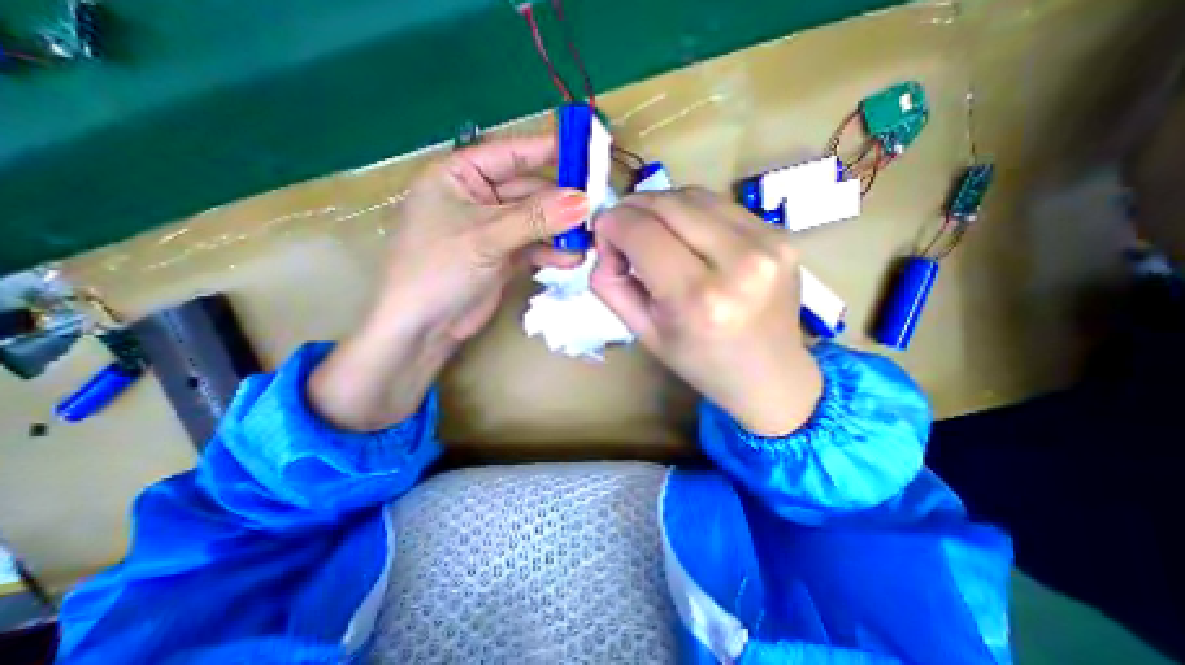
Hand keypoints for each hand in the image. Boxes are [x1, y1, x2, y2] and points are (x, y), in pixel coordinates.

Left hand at [307, 135, 590, 431]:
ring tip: (588, 241)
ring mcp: (493, 229)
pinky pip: (534, 246)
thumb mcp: (486, 237)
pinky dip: (551, 252)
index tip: (586, 150)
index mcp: (459, 176)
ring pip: (535, 221)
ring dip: (560, 231)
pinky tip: (571, 260)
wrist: (423, 327)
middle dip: (561, 203)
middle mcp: (478, 198)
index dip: (548, 149)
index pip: (511, 153)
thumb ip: (535, 218)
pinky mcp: (503, 256)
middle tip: (595, 210)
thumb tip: (582, 201)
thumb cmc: (438, 269)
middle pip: (529, 191)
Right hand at [594, 186, 826, 435]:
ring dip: (661, 207)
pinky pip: (719, 205)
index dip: (612, 224)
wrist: (770, 374)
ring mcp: (768, 242)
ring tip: (652, 231)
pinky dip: (691, 212)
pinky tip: (686, 234)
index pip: (642, 233)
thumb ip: (611, 285)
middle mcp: (739, 262)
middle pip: (668, 204)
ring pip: (694, 195)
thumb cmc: (701, 362)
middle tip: (622, 228)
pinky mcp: (781, 234)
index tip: (603, 233)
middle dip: (632, 208)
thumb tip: (605, 243)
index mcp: (698, 298)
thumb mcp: (644, 333)